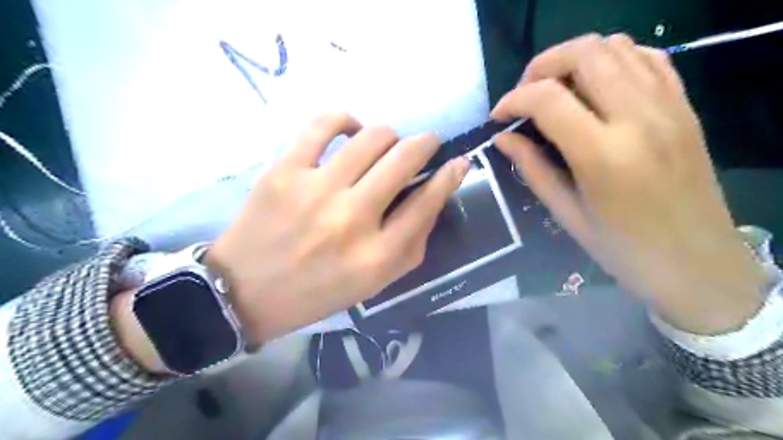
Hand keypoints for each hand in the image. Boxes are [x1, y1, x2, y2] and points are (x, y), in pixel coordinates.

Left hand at [204, 111, 466, 343]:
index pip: (427, 202)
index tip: (457, 162)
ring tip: (386, 145)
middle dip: (425, 144)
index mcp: (377, 256)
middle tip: (425, 144)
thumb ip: (412, 243)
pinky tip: (350, 132)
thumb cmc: (319, 291)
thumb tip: (434, 195)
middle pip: (404, 160)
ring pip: (373, 136)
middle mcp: (353, 219)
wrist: (247, 291)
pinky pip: (325, 123)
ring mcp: (317, 191)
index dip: (449, 176)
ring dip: (390, 136)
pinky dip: (346, 120)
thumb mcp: (376, 282)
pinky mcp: (285, 171)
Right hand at [491, 34, 762, 334]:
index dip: (513, 100)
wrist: (696, 262)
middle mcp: (639, 118)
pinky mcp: (684, 106)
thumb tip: (502, 139)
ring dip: (574, 59)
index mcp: (603, 155)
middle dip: (542, 66)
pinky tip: (594, 87)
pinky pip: (647, 57)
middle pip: (585, 54)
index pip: (548, 99)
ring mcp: (668, 106)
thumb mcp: (567, 213)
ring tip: (555, 89)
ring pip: (617, 46)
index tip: (499, 118)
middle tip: (524, 95)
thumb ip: (532, 168)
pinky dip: (612, 60)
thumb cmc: (623, 248)